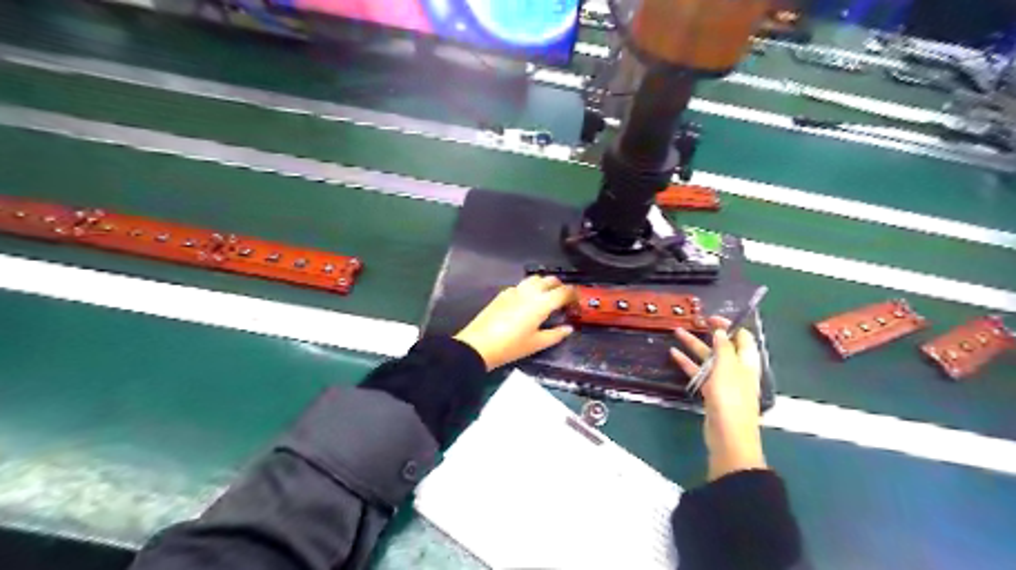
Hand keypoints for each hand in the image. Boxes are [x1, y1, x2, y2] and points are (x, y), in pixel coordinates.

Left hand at [454, 275, 574, 367]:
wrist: (478, 345)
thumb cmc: (511, 347)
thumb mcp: (537, 344)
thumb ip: (556, 334)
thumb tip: (568, 328)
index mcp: (542, 303)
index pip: (564, 291)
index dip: (574, 295)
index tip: (577, 303)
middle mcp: (530, 291)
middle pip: (550, 280)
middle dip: (560, 287)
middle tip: (564, 300)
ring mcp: (515, 290)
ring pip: (535, 279)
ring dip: (545, 284)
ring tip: (547, 298)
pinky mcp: (503, 293)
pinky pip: (522, 285)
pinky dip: (530, 289)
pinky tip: (527, 302)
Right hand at [673, 315, 766, 480]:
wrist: (728, 436)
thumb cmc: (731, 398)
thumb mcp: (727, 368)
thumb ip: (723, 348)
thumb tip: (721, 331)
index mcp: (747, 362)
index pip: (742, 337)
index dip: (729, 325)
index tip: (710, 317)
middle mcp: (737, 369)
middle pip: (723, 347)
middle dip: (708, 333)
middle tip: (692, 322)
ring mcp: (723, 382)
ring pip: (707, 359)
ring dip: (693, 346)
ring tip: (676, 333)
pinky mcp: (711, 392)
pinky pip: (698, 372)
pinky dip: (687, 363)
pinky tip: (673, 354)